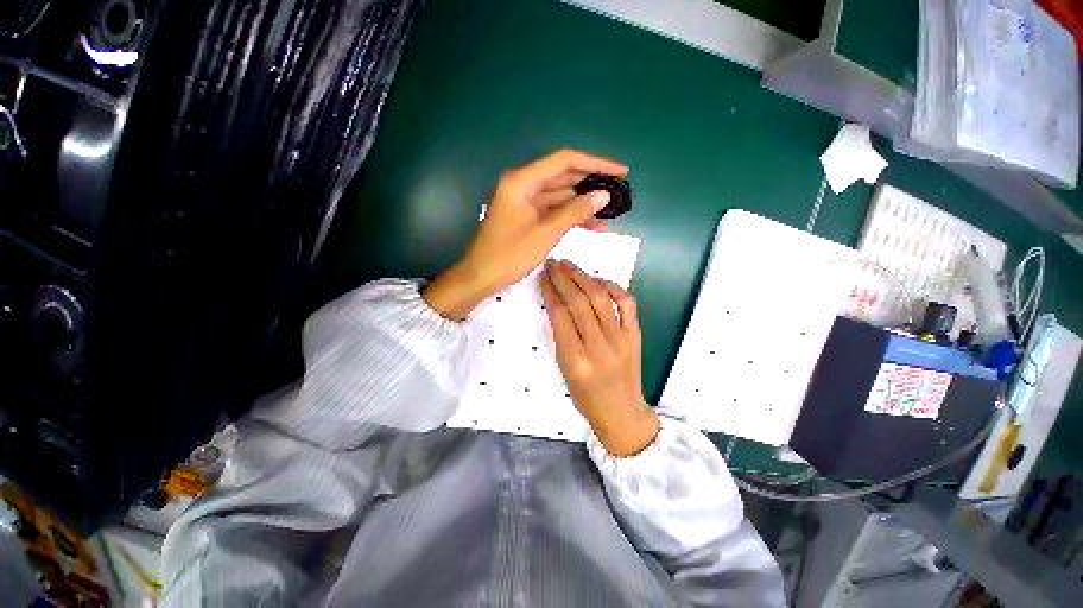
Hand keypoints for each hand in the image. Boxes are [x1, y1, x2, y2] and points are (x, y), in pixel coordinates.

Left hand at [423, 149, 627, 319]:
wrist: (481, 277)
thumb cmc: (509, 255)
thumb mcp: (545, 233)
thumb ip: (575, 212)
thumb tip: (603, 195)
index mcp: (522, 181)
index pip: (564, 161)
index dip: (595, 164)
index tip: (620, 172)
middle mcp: (523, 185)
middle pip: (563, 177)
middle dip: (591, 184)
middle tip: (618, 193)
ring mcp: (525, 202)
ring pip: (560, 196)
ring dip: (583, 204)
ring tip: (611, 213)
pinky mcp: (527, 217)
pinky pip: (553, 211)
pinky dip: (571, 217)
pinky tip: (593, 226)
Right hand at [541, 260, 658, 456]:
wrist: (622, 411)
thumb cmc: (586, 396)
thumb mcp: (564, 370)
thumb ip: (561, 336)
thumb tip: (557, 303)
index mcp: (576, 359)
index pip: (560, 315)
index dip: (550, 291)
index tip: (543, 277)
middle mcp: (599, 346)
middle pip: (579, 302)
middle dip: (563, 278)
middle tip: (553, 264)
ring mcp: (621, 338)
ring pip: (600, 297)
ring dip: (583, 277)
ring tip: (569, 265)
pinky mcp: (635, 334)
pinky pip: (626, 303)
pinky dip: (613, 286)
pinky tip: (598, 280)